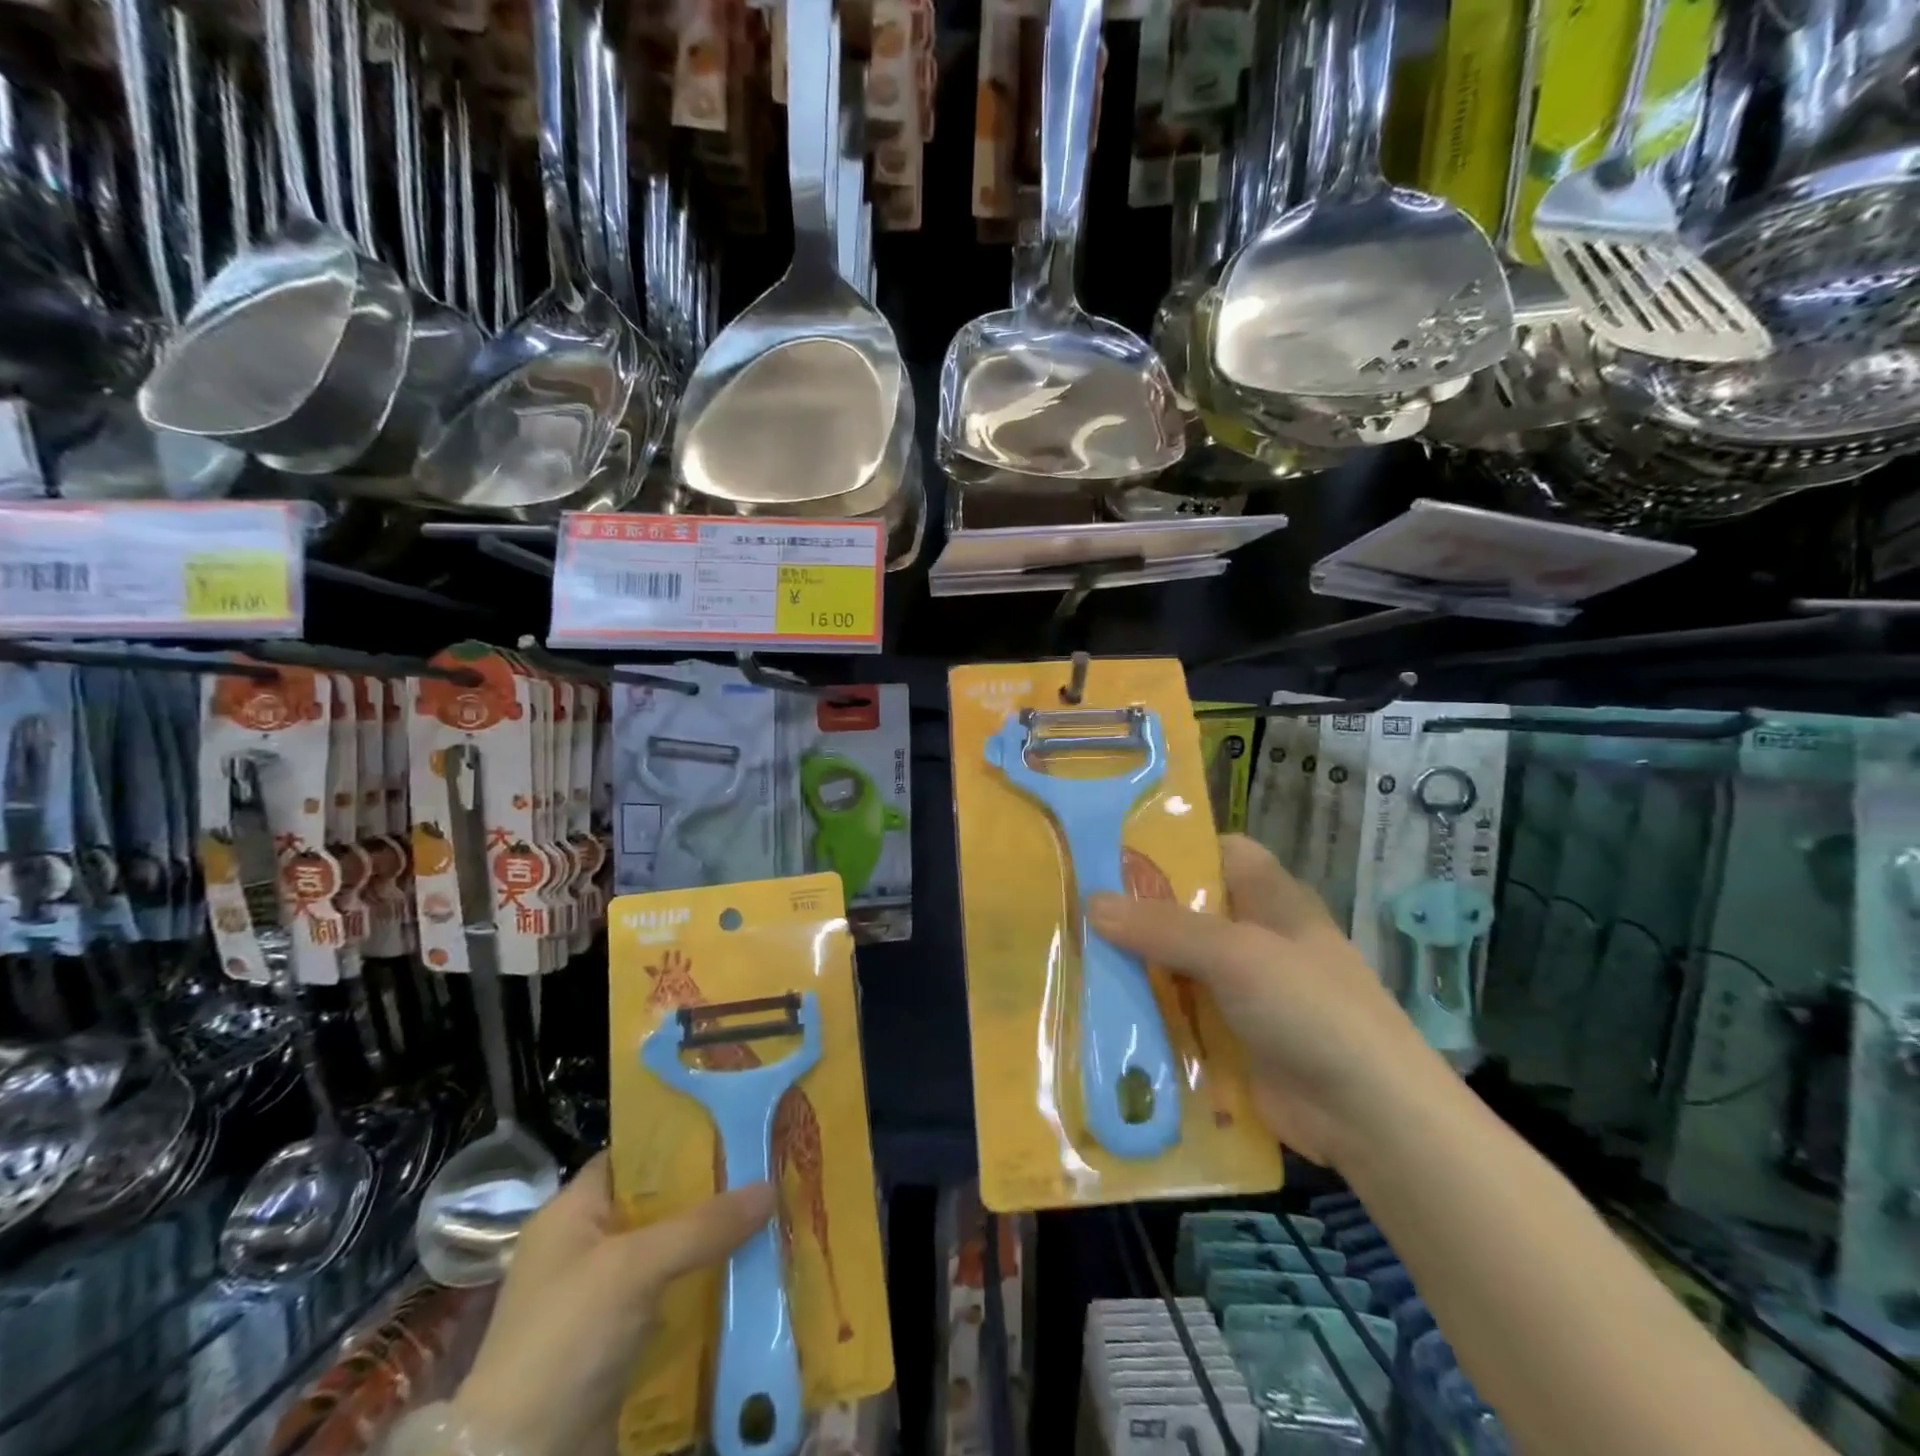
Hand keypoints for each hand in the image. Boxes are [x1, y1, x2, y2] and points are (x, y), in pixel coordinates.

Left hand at [451, 1154, 774, 1455]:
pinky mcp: (618, 1343)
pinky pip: (671, 1298)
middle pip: (659, 1205)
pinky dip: (705, 1289)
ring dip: (713, 1245)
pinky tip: (750, 1278)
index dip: (679, 1141)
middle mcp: (585, 1248)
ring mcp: (600, 1299)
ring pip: (670, 1254)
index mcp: (571, 1213)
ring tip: (771, 1219)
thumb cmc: (566, 1337)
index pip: (632, 1157)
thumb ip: (703, 1225)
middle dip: (710, 1194)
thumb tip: (772, 1187)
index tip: (734, 1130)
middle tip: (766, 1172)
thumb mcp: (635, 1267)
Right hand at [1087, 834, 1444, 1166]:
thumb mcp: (1236, 954)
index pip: (1218, 851)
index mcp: (1270, 898)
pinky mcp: (1230, 1035)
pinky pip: (1179, 1012)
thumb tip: (1090, 902)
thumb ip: (1163, 927)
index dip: (1172, 846)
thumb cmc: (1311, 1009)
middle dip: (1136, 909)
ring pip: (1178, 963)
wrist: (1370, 1118)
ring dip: (1135, 965)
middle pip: (1187, 909)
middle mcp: (1255, 935)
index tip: (1111, 852)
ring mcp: (1243, 989)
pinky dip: (1147, 1010)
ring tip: (1071, 955)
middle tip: (1072, 906)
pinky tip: (1099, 1009)